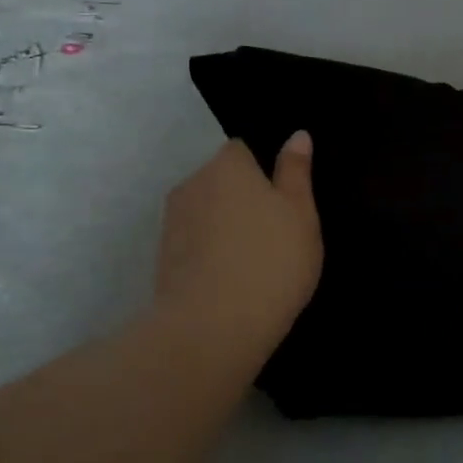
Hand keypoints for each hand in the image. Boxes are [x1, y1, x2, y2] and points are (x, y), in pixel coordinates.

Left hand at [154, 134, 322, 358]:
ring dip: (222, 228)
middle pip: (219, 182)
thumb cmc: (270, 261)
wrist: (212, 327)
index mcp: (227, 165)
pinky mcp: (162, 258)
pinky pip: (192, 244)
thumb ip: (296, 172)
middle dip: (240, 199)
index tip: (281, 203)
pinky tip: (228, 282)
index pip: (241, 151)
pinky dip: (207, 254)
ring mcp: (172, 222)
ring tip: (250, 263)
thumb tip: (297, 135)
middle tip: (272, 235)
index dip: (262, 172)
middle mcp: (192, 184)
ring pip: (204, 214)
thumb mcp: (300, 215)